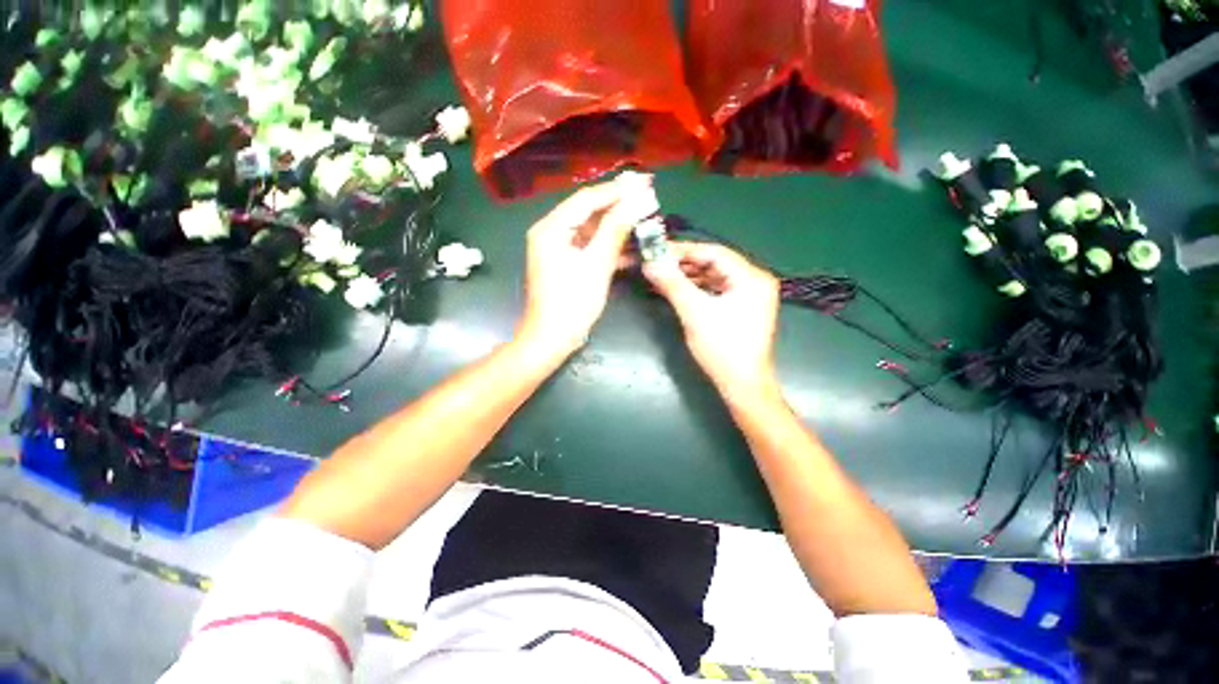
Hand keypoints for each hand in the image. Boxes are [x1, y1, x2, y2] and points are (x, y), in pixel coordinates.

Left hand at [517, 180, 638, 356]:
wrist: (552, 339)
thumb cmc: (572, 302)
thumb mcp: (597, 264)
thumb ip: (616, 229)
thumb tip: (639, 198)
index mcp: (552, 228)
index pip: (587, 199)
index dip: (617, 190)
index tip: (645, 182)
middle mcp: (552, 232)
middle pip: (589, 212)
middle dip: (619, 205)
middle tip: (648, 195)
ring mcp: (559, 249)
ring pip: (592, 230)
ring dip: (617, 226)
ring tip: (645, 216)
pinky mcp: (567, 264)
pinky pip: (590, 247)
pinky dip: (609, 246)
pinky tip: (633, 244)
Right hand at [643, 242, 780, 397]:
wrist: (742, 385)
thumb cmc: (722, 348)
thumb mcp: (695, 313)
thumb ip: (672, 284)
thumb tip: (650, 263)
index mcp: (751, 278)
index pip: (714, 252)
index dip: (684, 250)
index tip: (657, 251)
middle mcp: (754, 281)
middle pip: (714, 263)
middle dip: (684, 264)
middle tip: (657, 264)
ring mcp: (750, 295)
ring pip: (714, 277)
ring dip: (688, 276)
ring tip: (662, 276)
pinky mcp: (742, 308)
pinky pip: (716, 290)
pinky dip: (696, 289)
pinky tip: (677, 290)